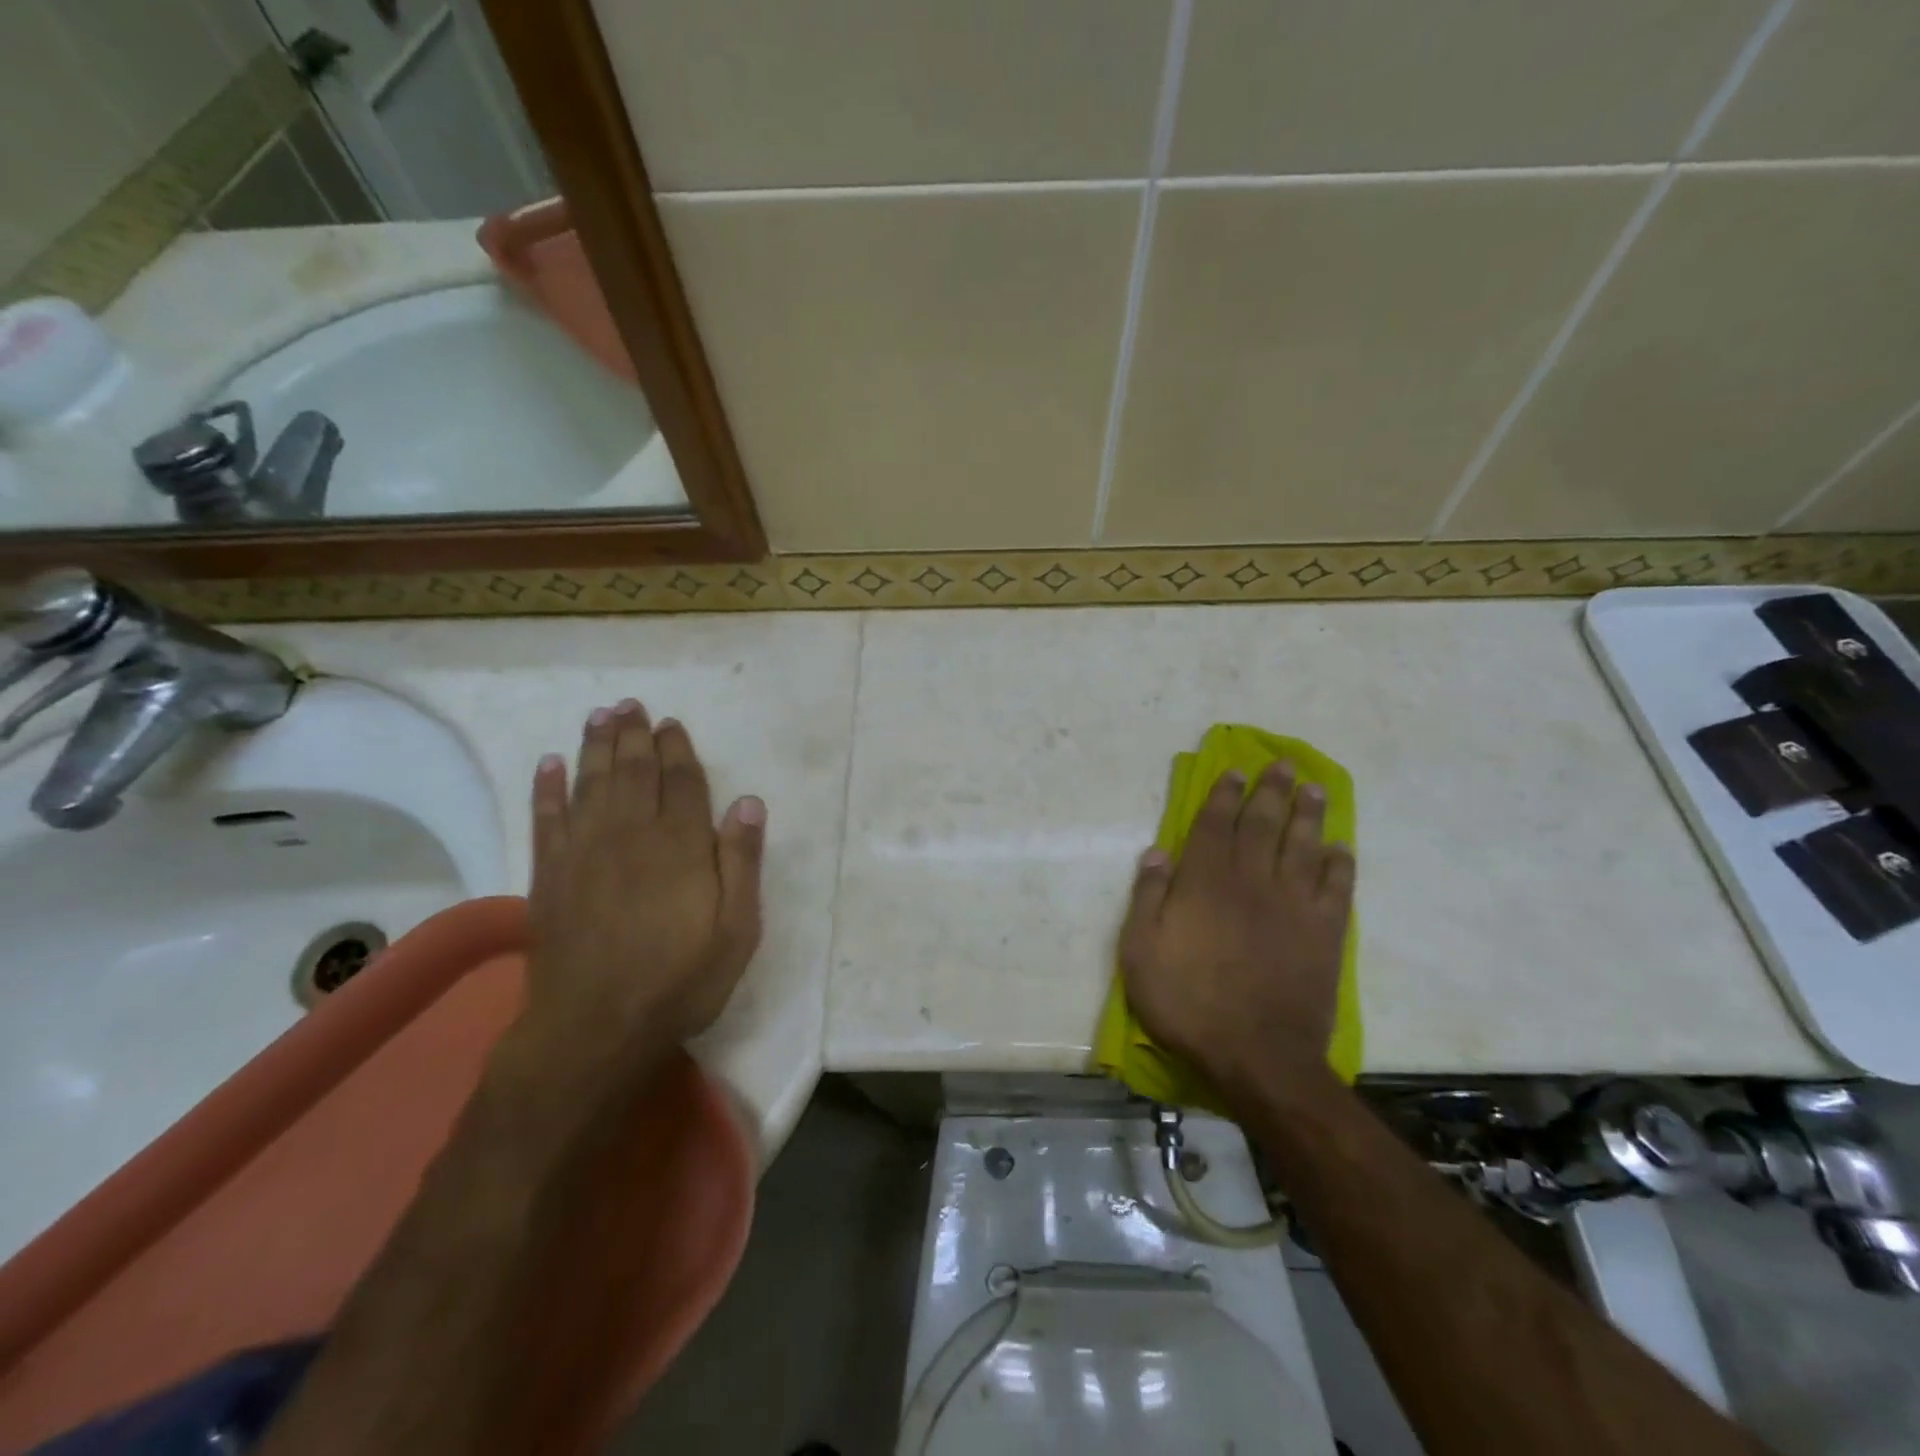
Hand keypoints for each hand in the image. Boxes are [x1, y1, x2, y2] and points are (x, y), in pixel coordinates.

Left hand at [520, 699, 764, 1072]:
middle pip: (633, 771)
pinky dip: (545, 788)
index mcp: (680, 844)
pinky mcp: (549, 875)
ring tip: (599, 716)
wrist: (595, 1027)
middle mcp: (631, 834)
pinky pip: (545, 818)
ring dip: (594, 746)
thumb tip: (749, 802)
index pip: (682, 781)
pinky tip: (548, 764)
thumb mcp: (736, 929)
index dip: (677, 749)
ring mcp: (584, 851)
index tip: (671, 724)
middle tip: (631, 705)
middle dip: (634, 735)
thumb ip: (742, 861)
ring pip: (590, 783)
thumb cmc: (679, 979)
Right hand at [1119, 762, 1354, 1100]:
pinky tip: (1341, 847)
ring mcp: (1293, 905)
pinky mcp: (1324, 933)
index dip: (1224, 795)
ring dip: (1308, 814)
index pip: (1214, 825)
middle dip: (1271, 791)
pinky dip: (1339, 863)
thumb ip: (1148, 896)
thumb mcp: (1140, 952)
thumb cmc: (1188, 1002)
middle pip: (1263, 824)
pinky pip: (1336, 887)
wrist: (1257, 1055)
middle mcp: (1252, 881)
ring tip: (1313, 788)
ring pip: (1303, 846)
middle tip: (1283, 764)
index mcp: (1205, 882)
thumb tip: (1157, 851)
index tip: (1235, 771)